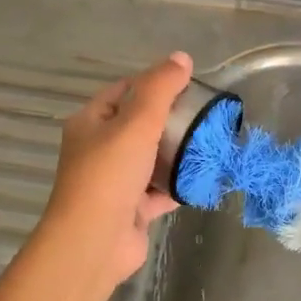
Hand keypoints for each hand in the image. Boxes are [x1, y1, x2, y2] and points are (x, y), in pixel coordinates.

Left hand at [39, 53, 193, 296]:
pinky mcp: (130, 209)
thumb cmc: (110, 174)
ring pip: (151, 159)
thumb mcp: (136, 122)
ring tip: (210, 143)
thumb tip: (182, 57)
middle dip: (171, 120)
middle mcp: (99, 149)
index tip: (187, 85)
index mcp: (90, 122)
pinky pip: (159, 190)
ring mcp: (114, 181)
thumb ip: (160, 88)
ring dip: (177, 153)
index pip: (123, 91)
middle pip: (139, 125)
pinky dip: (178, 184)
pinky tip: (204, 177)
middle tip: (204, 115)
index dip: (153, 83)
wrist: (94, 242)